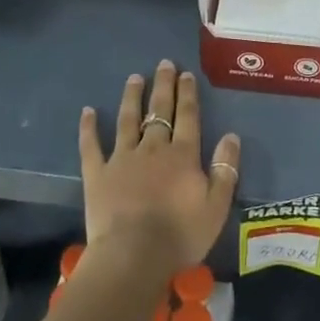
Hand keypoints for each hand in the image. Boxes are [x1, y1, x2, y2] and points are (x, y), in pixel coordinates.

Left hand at [78, 60, 240, 273]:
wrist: (134, 256)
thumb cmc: (180, 235)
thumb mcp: (216, 206)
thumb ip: (225, 169)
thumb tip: (231, 136)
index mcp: (183, 155)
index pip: (187, 116)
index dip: (187, 94)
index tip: (185, 74)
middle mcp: (153, 148)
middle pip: (159, 111)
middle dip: (163, 86)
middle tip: (163, 64)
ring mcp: (122, 158)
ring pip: (128, 120)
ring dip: (132, 97)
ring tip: (134, 78)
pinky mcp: (97, 174)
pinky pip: (91, 146)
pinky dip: (89, 128)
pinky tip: (88, 111)